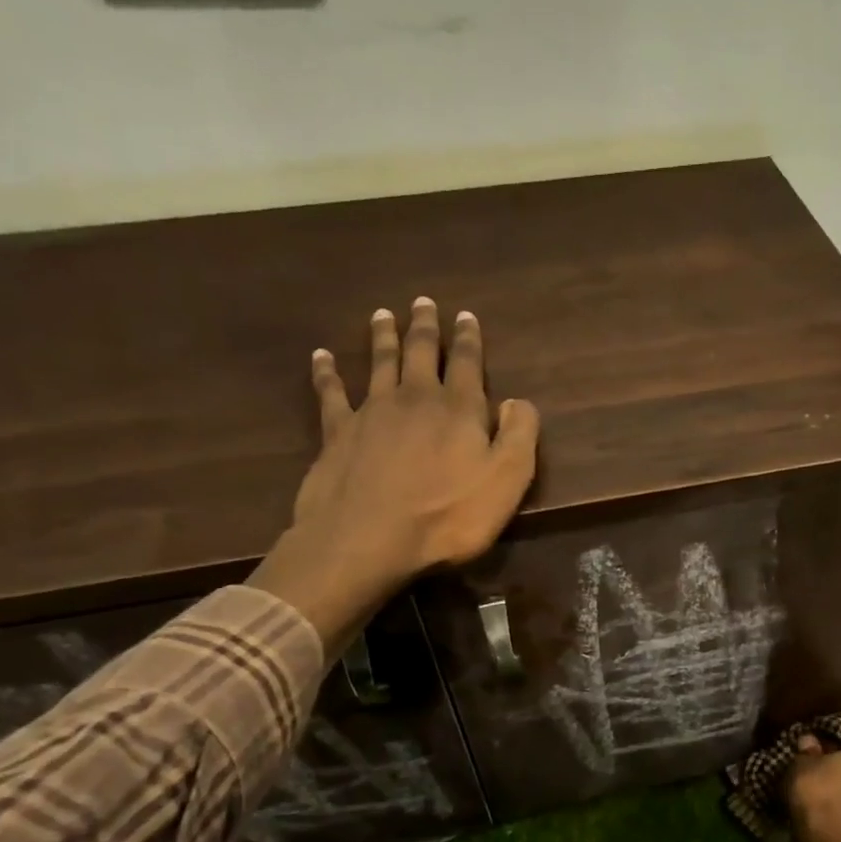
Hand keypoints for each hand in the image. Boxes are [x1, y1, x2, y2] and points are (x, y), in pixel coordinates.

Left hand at [248, 298, 539, 654]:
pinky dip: (326, 372)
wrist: (368, 539)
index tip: (466, 316)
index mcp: (459, 409)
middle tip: (423, 302)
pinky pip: (331, 393)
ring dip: (383, 338)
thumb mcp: (506, 481)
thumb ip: (520, 436)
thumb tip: (517, 401)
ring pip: (379, 363)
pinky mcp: (337, 433)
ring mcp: (372, 412)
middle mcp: (414, 399)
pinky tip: (321, 357)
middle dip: (425, 327)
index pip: (466, 363)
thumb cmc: (447, 516)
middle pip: (420, 353)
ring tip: (382, 315)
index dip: (468, 339)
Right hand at [785, 735, 840, 841]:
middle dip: (839, 762)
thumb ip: (807, 749)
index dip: (834, 736)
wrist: (824, 840)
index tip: (817, 738)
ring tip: (820, 787)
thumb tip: (810, 740)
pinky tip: (824, 806)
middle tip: (816, 762)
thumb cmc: (814, 791)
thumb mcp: (801, 763)